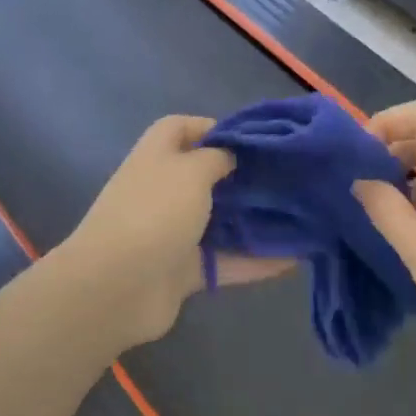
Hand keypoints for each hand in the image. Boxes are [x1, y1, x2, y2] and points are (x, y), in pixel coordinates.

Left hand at [56, 116, 291, 349]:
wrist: (117, 287)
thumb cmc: (155, 213)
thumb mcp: (191, 171)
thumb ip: (217, 158)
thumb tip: (231, 156)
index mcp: (156, 157)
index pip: (181, 128)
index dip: (213, 128)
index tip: (253, 139)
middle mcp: (163, 191)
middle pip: (205, 176)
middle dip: (242, 177)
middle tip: (285, 177)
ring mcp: (171, 232)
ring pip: (219, 221)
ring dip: (253, 221)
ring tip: (298, 215)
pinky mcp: (183, 271)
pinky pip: (225, 262)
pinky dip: (255, 261)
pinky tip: (295, 259)